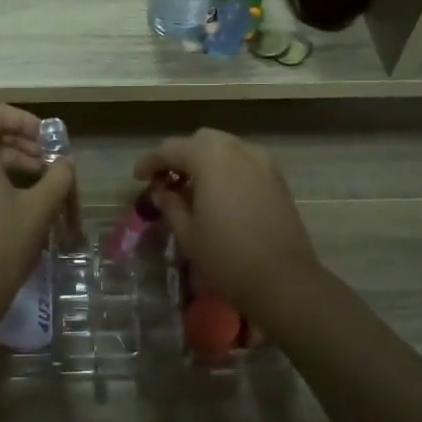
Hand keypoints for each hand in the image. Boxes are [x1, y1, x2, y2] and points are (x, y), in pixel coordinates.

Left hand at [0, 102, 75, 331]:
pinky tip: (19, 199)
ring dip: (8, 158)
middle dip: (18, 139)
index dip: (23, 119)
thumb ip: (58, 177)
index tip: (47, 141)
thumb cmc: (1, 248)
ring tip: (40, 181)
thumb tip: (66, 163)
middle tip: (47, 160)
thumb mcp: (39, 210)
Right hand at [133, 129, 322, 324]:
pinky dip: (226, 167)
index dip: (150, 162)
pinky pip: (243, 160)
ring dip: (204, 160)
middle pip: (200, 141)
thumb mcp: (188, 233)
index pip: (171, 149)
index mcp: (210, 158)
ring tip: (192, 187)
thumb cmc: (227, 257)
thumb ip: (170, 204)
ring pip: (224, 147)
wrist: (284, 280)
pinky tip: (219, 193)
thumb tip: (161, 191)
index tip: (138, 177)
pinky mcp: (276, 177)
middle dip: (180, 156)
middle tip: (166, 180)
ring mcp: (262, 161)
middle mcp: (237, 150)